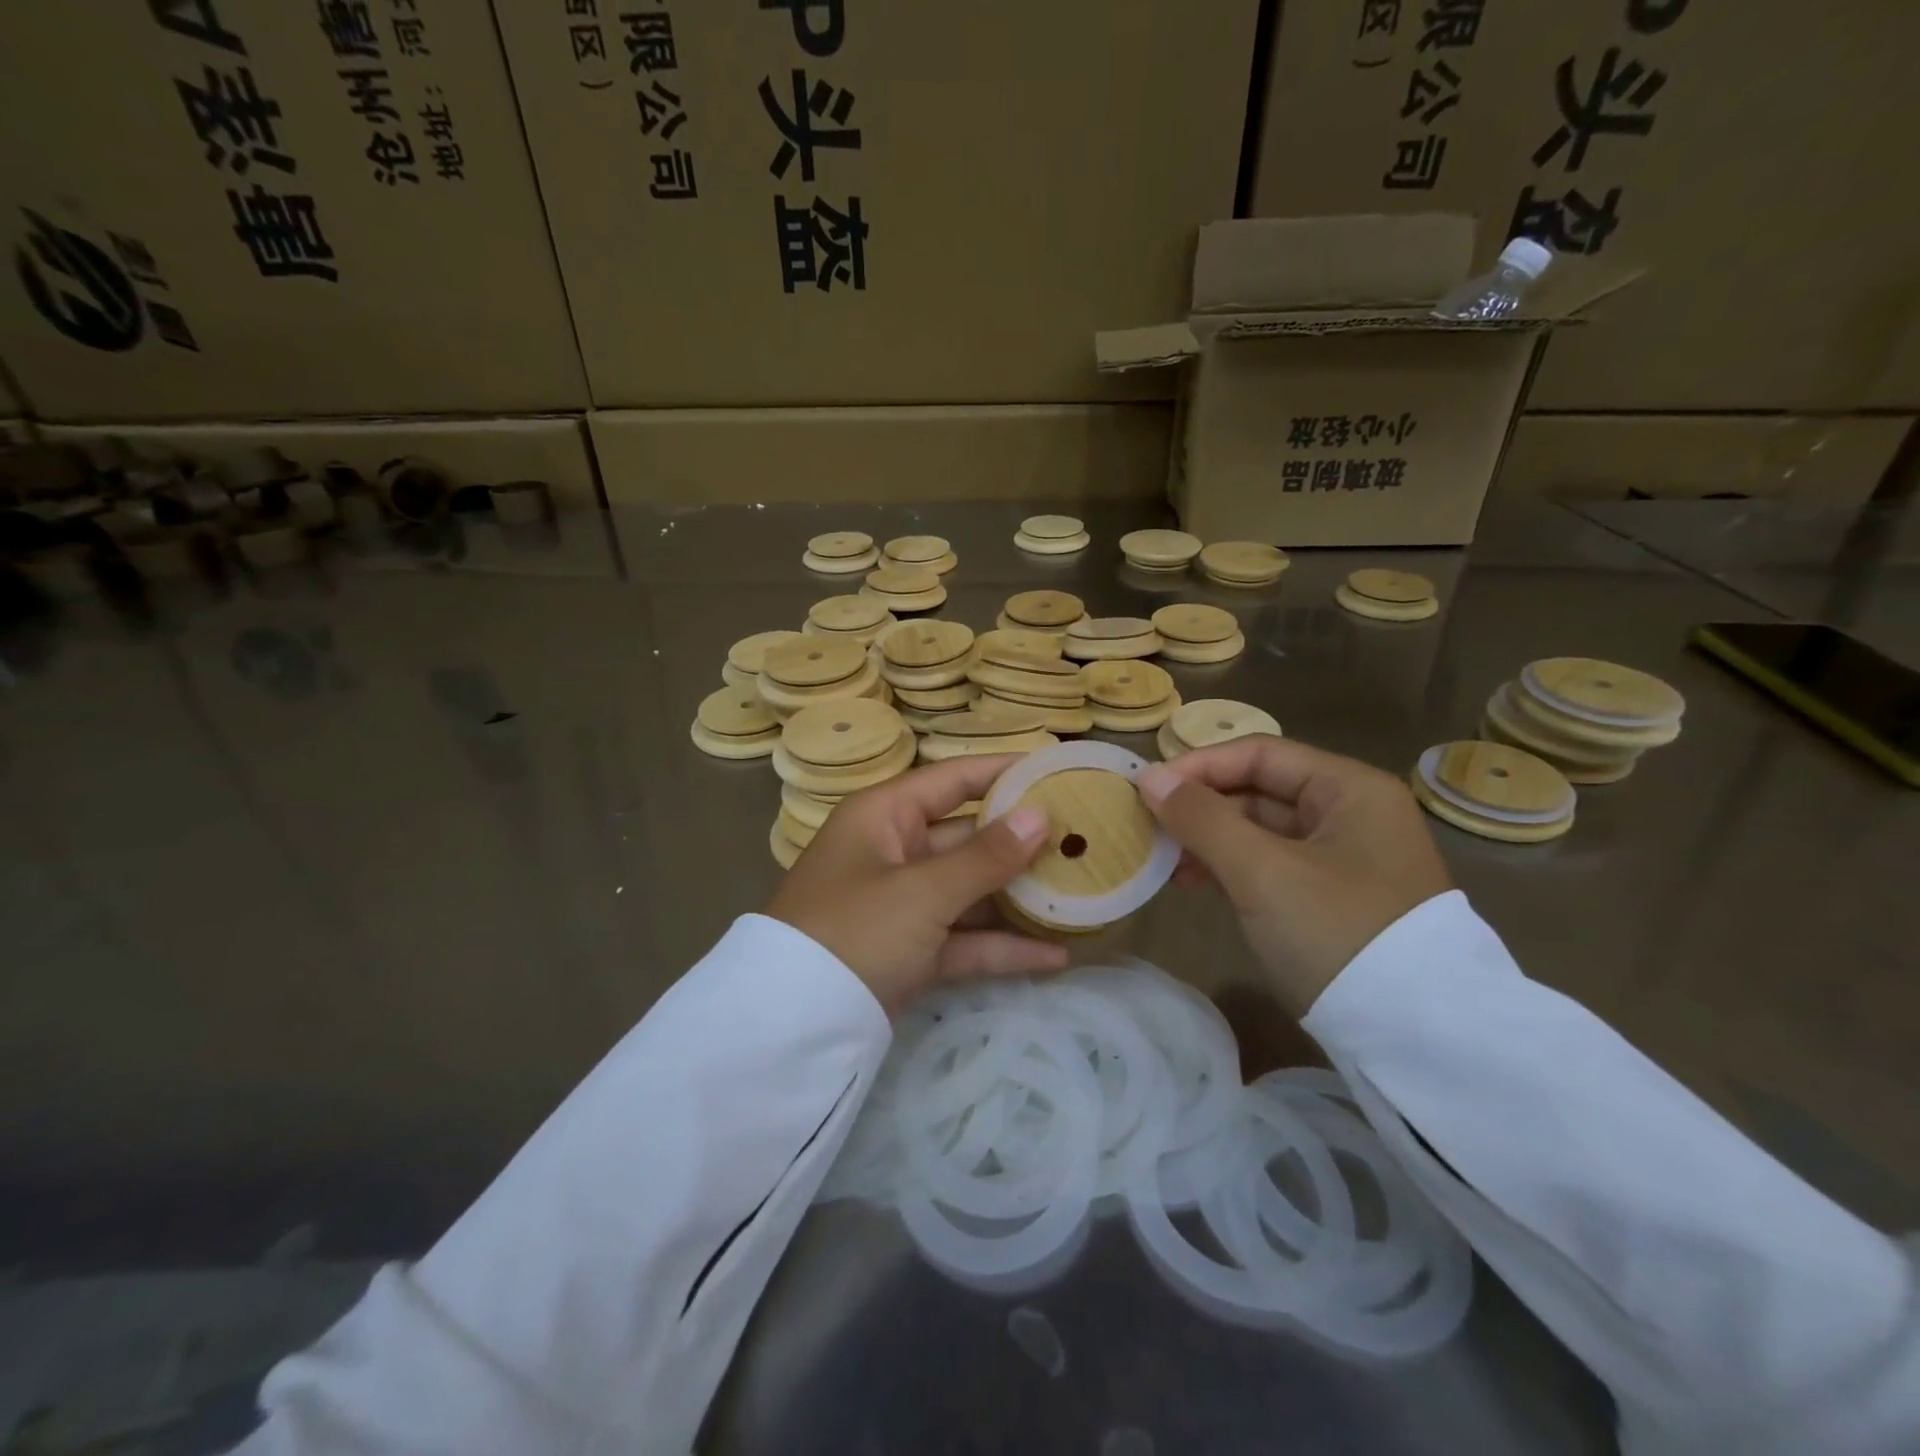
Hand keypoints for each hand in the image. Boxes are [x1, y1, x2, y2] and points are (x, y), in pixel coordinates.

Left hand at [766, 756, 1067, 1015]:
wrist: (792, 1025)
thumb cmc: (855, 930)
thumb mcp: (923, 891)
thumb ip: (985, 856)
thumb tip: (1041, 815)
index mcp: (885, 817)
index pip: (954, 779)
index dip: (1004, 772)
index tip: (1058, 770)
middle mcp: (894, 852)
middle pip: (968, 837)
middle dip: (1022, 843)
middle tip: (1084, 840)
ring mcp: (902, 904)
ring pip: (971, 891)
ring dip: (1019, 898)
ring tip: (1081, 895)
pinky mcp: (910, 952)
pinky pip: (963, 940)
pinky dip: (1001, 948)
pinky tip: (1055, 957)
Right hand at [1138, 737, 1451, 1013]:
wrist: (1415, 1038)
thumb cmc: (1337, 932)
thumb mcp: (1262, 871)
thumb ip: (1202, 819)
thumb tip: (1149, 779)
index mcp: (1349, 789)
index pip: (1260, 754)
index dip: (1199, 765)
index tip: (1148, 787)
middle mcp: (1350, 814)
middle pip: (1259, 790)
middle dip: (1200, 806)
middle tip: (1146, 823)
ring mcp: (1342, 859)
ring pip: (1259, 832)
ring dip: (1207, 839)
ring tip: (1159, 856)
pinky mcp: (1329, 899)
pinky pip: (1268, 866)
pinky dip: (1228, 868)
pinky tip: (1188, 881)